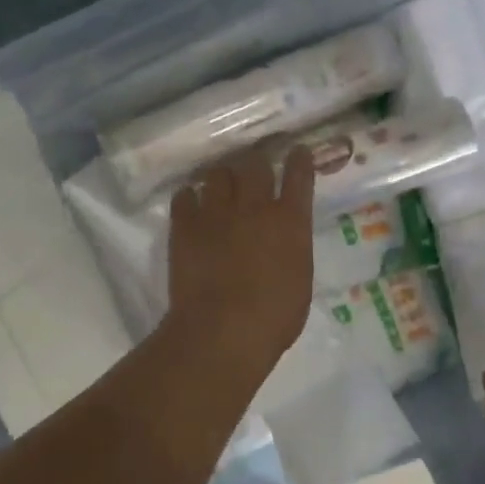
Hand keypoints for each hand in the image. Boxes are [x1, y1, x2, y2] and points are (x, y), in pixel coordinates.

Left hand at [165, 145, 315, 374]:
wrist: (222, 332)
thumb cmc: (274, 318)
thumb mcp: (300, 282)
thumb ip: (293, 252)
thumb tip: (286, 243)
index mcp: (290, 223)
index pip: (299, 176)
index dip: (299, 160)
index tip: (298, 151)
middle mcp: (255, 208)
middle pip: (255, 165)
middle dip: (256, 164)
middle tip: (254, 171)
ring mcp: (216, 214)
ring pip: (218, 174)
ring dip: (222, 178)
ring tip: (220, 187)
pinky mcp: (184, 226)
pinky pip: (184, 196)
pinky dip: (190, 198)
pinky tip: (191, 204)